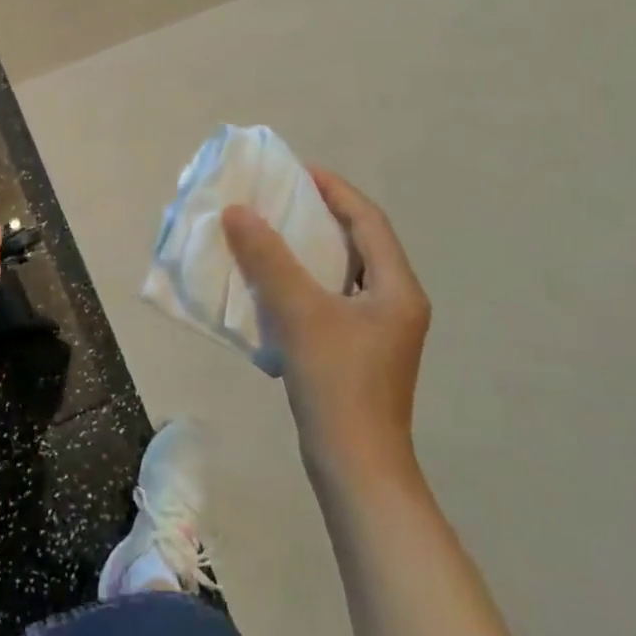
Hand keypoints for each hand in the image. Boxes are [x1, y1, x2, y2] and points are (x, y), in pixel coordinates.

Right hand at [222, 169, 429, 483]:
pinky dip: (304, 280)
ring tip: (270, 231)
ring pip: (343, 272)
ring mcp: (378, 331)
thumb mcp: (300, 312)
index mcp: (397, 289)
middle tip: (279, 196)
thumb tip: (238, 211)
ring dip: (309, 248)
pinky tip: (272, 282)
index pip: (368, 221)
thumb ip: (268, 259)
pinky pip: (330, 298)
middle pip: (359, 243)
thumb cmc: (337, 383)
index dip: (334, 190)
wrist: (355, 466)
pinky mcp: (357, 351)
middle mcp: (395, 304)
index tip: (297, 170)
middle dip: (320, 215)